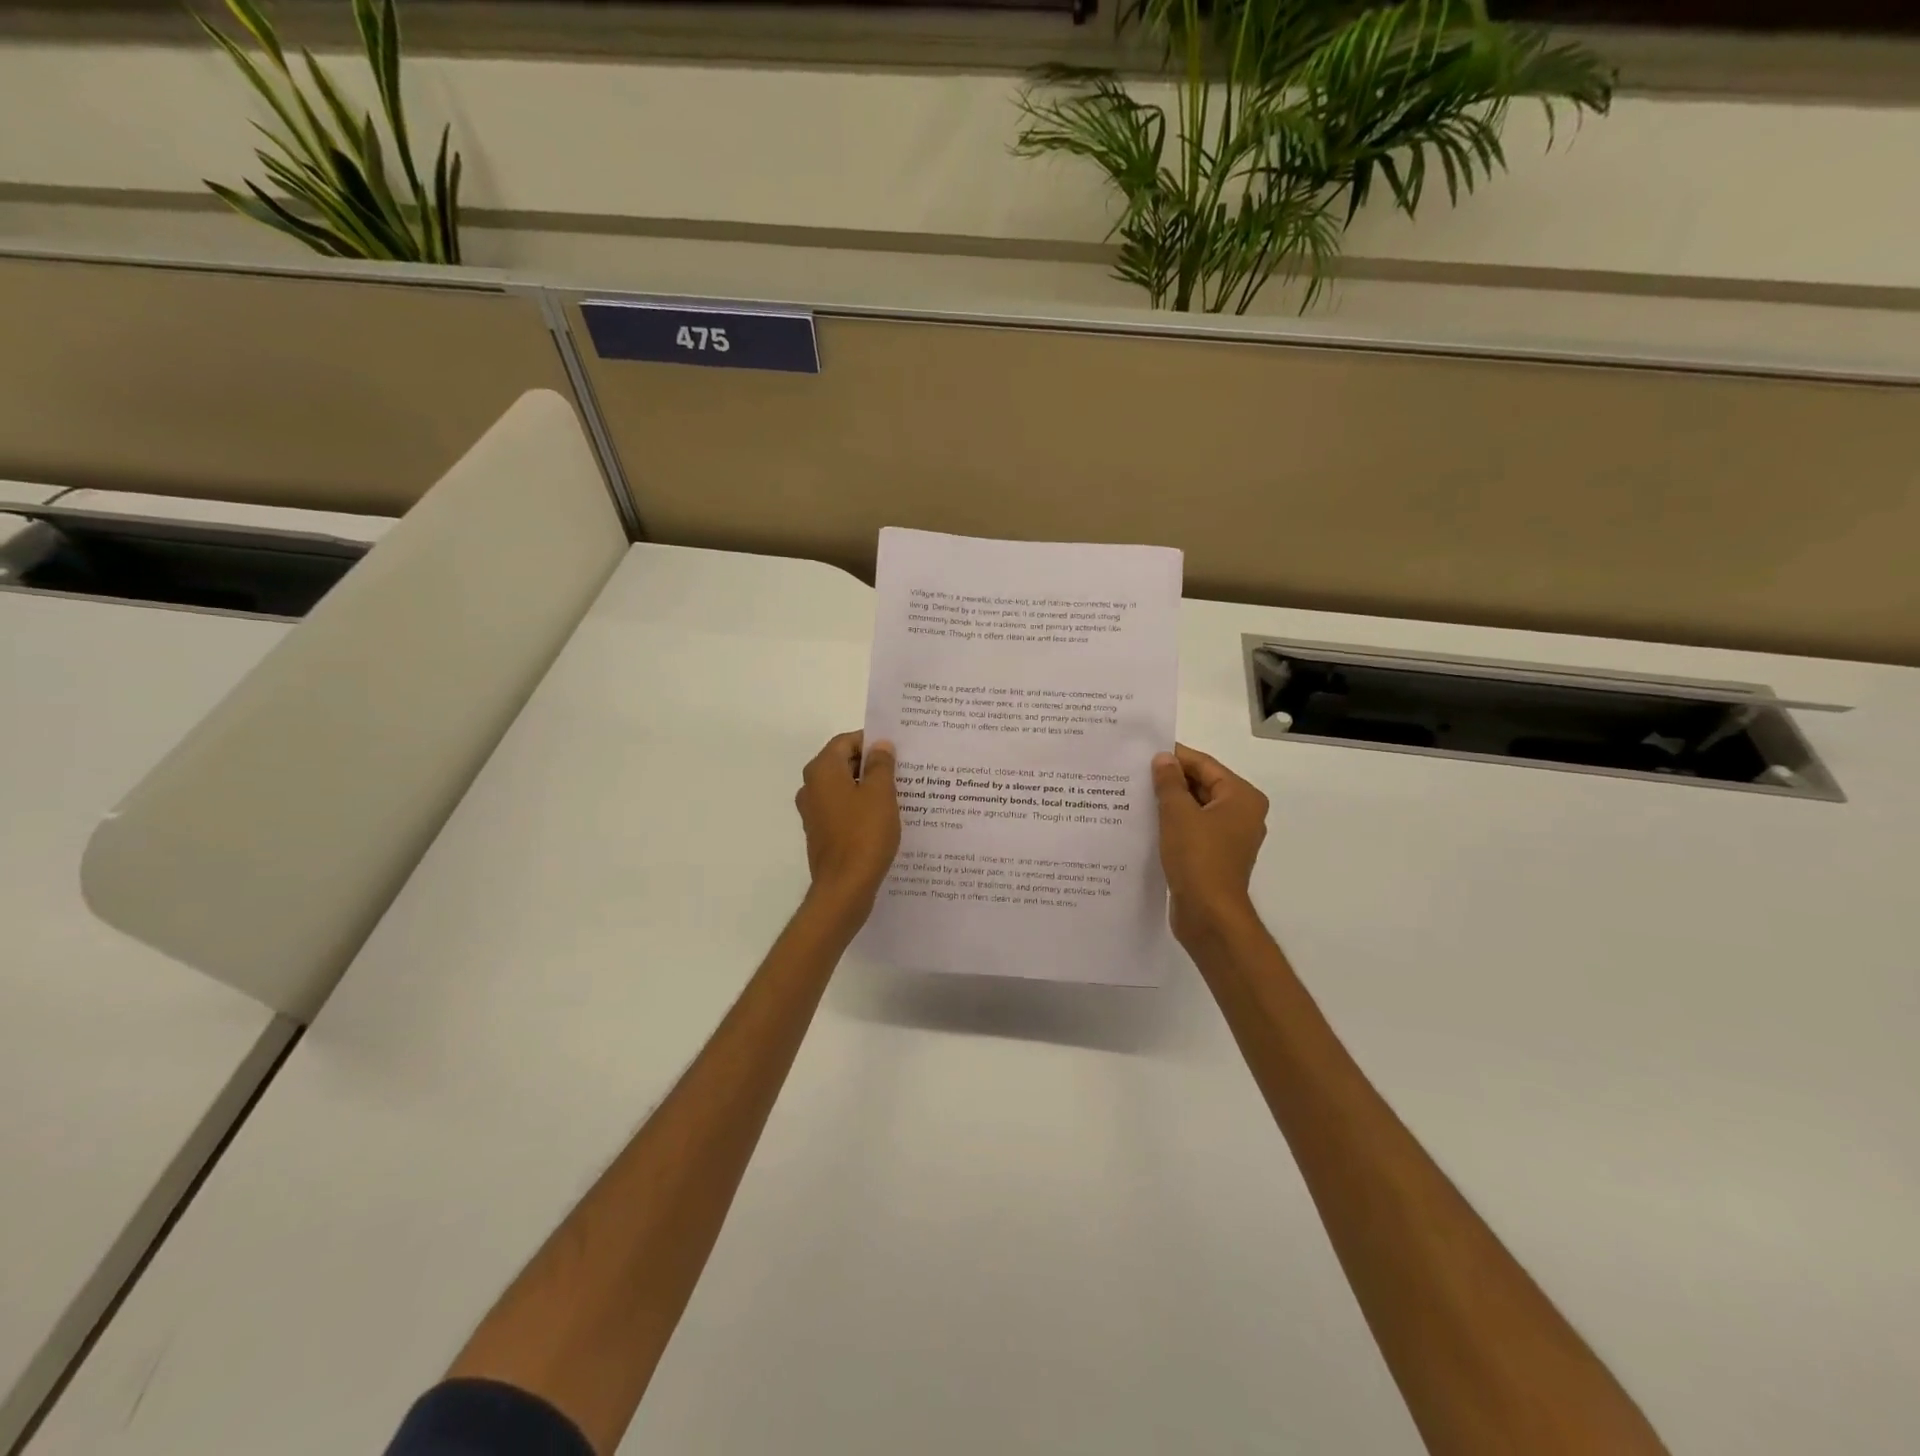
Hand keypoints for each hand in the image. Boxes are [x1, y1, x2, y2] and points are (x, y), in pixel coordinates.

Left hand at [795, 732, 900, 920]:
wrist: (845, 887)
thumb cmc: (864, 834)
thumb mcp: (881, 794)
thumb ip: (881, 765)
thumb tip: (880, 746)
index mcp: (822, 771)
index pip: (846, 741)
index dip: (871, 741)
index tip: (897, 749)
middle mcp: (812, 787)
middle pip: (843, 763)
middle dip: (872, 764)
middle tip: (903, 769)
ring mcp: (814, 812)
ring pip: (844, 788)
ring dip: (868, 787)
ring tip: (899, 793)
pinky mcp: (821, 833)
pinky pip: (843, 810)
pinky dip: (861, 808)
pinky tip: (885, 817)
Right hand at [1151, 744, 1268, 946]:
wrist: (1209, 915)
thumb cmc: (1198, 857)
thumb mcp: (1177, 813)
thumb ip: (1169, 782)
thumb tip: (1163, 758)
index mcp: (1242, 797)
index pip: (1205, 765)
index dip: (1175, 757)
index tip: (1143, 752)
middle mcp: (1242, 814)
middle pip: (1203, 786)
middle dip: (1170, 780)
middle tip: (1135, 773)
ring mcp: (1230, 838)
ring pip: (1196, 809)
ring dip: (1170, 803)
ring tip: (1135, 795)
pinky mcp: (1215, 857)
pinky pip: (1193, 830)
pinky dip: (1173, 824)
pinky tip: (1146, 822)